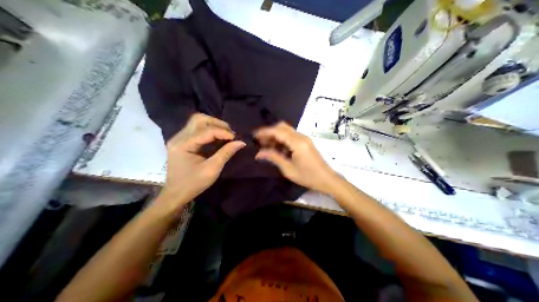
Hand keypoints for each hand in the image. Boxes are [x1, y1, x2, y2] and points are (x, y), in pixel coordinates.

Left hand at [158, 114, 245, 209]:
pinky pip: (195, 129)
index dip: (223, 132)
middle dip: (217, 123)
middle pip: (198, 119)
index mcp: (183, 145)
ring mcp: (178, 138)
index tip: (236, 138)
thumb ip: (226, 153)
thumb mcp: (212, 170)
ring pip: (196, 122)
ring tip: (225, 134)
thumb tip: (241, 142)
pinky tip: (217, 137)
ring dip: (213, 125)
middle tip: (230, 133)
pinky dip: (208, 130)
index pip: (206, 131)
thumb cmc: (193, 184)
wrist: (175, 194)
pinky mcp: (180, 141)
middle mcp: (178, 138)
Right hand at [256, 121, 337, 193]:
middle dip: (269, 132)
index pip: (278, 131)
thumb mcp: (288, 169)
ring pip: (286, 131)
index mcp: (297, 143)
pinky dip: (282, 139)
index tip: (254, 136)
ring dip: (275, 136)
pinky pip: (291, 136)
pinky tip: (276, 148)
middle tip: (259, 142)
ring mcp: (304, 139)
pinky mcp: (305, 143)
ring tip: (265, 146)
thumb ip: (274, 158)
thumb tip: (258, 153)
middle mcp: (301, 137)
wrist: (327, 179)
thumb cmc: (308, 176)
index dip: (265, 132)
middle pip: (282, 127)